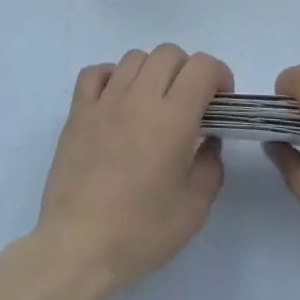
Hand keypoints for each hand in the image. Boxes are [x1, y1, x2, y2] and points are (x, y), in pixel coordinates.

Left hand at [32, 44, 232, 299]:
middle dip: (188, 71)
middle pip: (169, 53)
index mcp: (172, 118)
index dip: (219, 75)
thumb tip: (207, 140)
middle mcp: (138, 98)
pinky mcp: (78, 111)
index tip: (221, 102)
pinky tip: (118, 101)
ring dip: (153, 72)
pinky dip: (113, 77)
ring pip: (134, 58)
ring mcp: (104, 101)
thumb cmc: (141, 232)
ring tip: (154, 103)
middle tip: (191, 104)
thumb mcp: (194, 209)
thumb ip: (210, 165)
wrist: (78, 246)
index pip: (202, 66)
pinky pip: (96, 73)